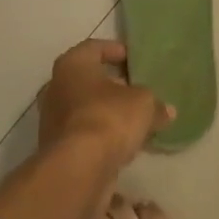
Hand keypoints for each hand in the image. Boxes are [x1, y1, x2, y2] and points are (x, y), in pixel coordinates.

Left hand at [38, 39, 172, 170]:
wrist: (78, 169)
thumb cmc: (108, 118)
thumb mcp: (144, 104)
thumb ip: (155, 104)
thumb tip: (167, 111)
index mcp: (72, 65)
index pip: (93, 48)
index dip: (115, 51)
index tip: (133, 59)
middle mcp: (56, 88)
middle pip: (87, 80)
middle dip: (111, 85)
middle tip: (135, 90)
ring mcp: (52, 120)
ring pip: (84, 109)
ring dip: (106, 112)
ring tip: (134, 120)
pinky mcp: (56, 149)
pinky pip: (83, 134)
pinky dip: (101, 136)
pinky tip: (123, 144)